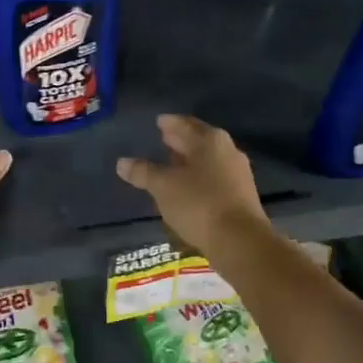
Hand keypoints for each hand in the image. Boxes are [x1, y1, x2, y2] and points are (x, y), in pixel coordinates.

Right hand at [116, 114, 270, 257]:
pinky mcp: (241, 194)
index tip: (158, 121)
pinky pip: (215, 177)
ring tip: (171, 163)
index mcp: (209, 140)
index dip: (169, 123)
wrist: (240, 240)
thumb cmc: (199, 204)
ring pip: (208, 159)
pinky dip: (199, 176)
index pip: (184, 124)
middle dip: (181, 139)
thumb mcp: (163, 187)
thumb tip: (122, 162)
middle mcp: (227, 150)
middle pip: (199, 140)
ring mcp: (237, 172)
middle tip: (163, 138)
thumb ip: (143, 172)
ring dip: (190, 159)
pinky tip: (187, 186)